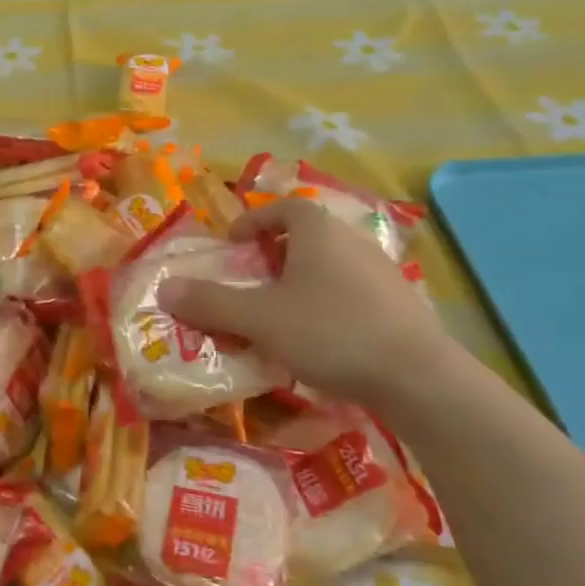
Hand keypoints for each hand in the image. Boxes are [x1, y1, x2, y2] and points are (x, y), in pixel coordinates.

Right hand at [158, 197, 454, 405]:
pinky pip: (353, 294)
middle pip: (308, 236)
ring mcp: (383, 275)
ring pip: (331, 267)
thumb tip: (165, 289)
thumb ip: (211, 303)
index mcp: (319, 233)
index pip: (286, 206)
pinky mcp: (401, 308)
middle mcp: (353, 243)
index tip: (234, 244)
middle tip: (251, 282)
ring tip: (281, 315)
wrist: (419, 379)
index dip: (256, 220)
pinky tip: (321, 341)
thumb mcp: (259, 318)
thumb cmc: (331, 332)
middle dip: (275, 255)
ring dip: (302, 283)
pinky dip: (328, 306)